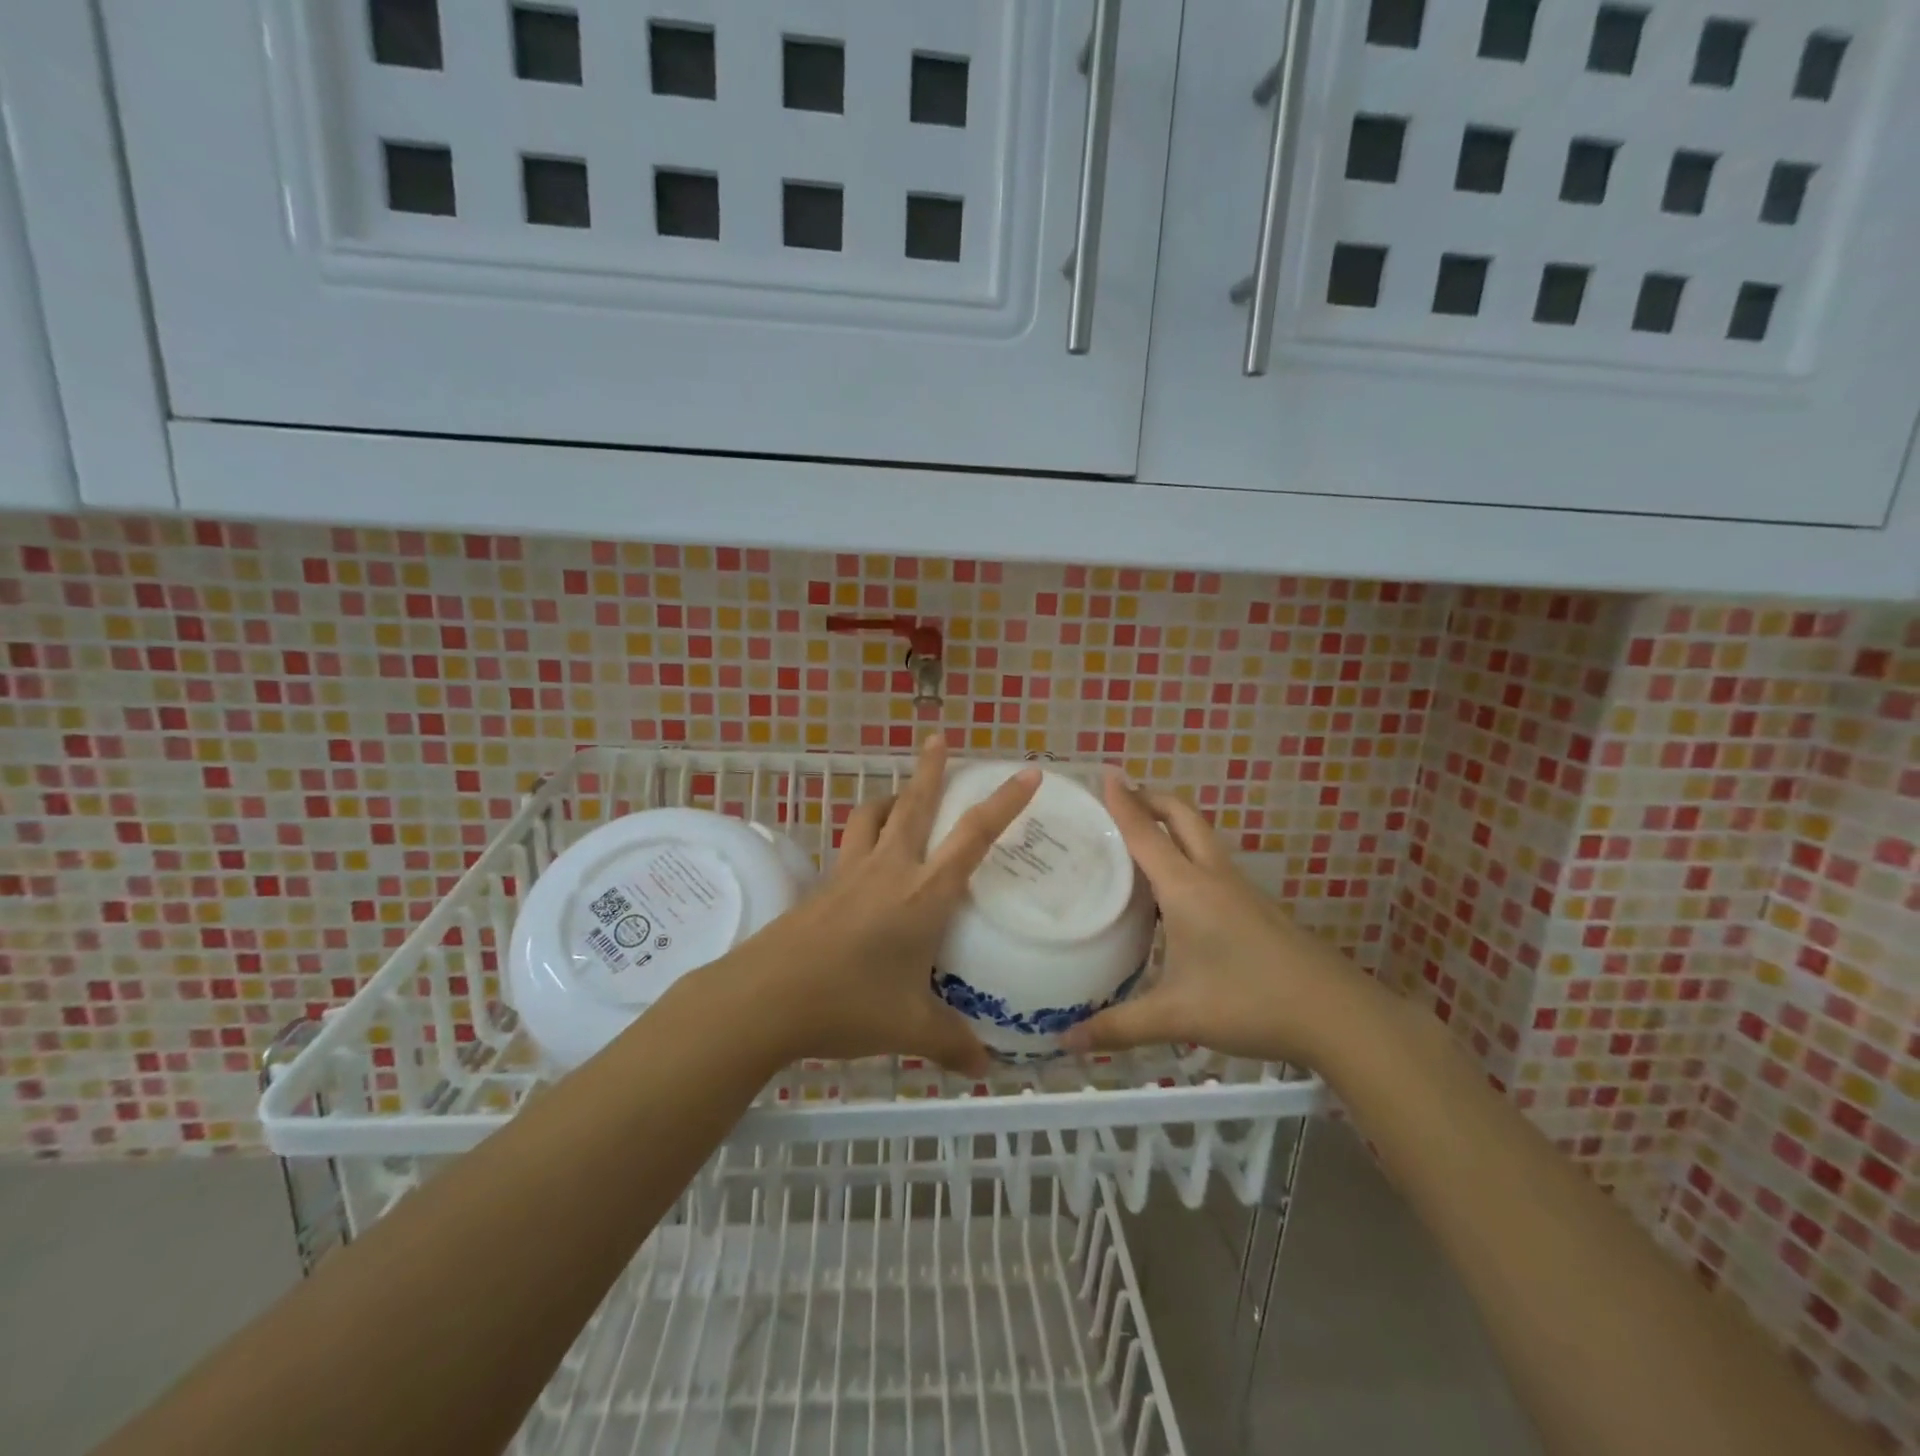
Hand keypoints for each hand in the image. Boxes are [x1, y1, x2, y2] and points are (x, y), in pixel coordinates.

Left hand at [719, 736, 1039, 1075]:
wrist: (765, 998)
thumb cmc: (848, 1003)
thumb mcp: (909, 1027)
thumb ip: (952, 1044)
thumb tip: (985, 1070)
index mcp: (923, 893)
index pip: (973, 836)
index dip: (1004, 802)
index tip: (1027, 773)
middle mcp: (889, 870)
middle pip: (914, 804)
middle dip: (931, 769)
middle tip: (939, 738)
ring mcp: (850, 874)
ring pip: (872, 817)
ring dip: (890, 798)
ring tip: (902, 796)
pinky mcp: (822, 887)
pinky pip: (849, 847)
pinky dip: (864, 837)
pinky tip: (865, 861)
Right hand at [1061, 774, 1370, 1065]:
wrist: (1337, 1014)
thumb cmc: (1250, 1002)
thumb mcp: (1177, 1017)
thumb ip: (1119, 1027)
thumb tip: (1067, 1043)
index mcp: (1187, 889)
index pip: (1146, 833)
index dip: (1123, 802)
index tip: (1105, 773)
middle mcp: (1213, 877)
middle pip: (1182, 817)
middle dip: (1152, 799)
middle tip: (1120, 799)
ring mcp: (1240, 890)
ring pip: (1201, 839)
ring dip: (1172, 826)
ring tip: (1139, 841)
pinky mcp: (1256, 907)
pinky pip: (1213, 864)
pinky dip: (1187, 855)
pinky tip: (1176, 891)